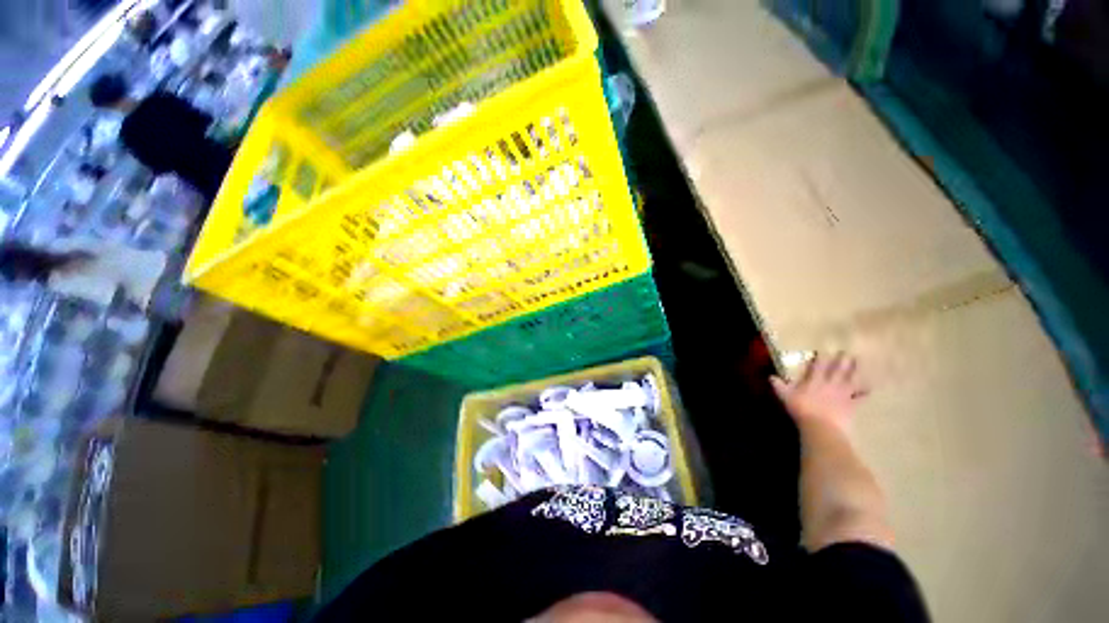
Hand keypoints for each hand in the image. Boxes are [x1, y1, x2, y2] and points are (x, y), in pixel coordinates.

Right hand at [771, 352, 867, 430]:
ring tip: (859, 362)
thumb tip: (771, 376)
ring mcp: (843, 394)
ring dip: (855, 370)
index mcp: (814, 381)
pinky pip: (860, 397)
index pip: (818, 366)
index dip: (821, 358)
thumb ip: (779, 386)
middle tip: (846, 352)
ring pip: (850, 379)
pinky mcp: (851, 405)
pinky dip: (864, 393)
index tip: (824, 350)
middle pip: (838, 370)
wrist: (821, 426)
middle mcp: (830, 384)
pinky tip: (869, 389)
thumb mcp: (785, 397)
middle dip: (841, 360)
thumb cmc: (801, 409)